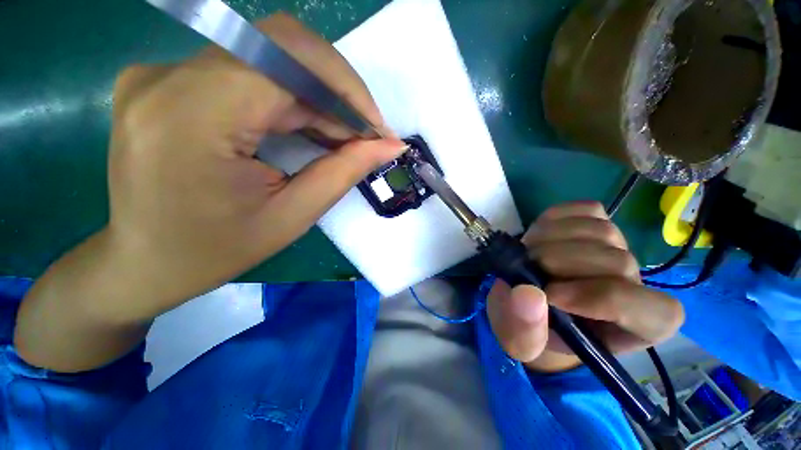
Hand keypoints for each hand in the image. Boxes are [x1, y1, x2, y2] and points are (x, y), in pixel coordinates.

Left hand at [15, 13, 404, 371]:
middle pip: (281, 52)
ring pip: (271, 60)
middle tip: (368, 133)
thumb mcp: (290, 216)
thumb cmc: (211, 254)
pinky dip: (297, 103)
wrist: (139, 263)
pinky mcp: (177, 80)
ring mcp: (169, 72)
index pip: (286, 64)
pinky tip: (309, 133)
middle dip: (338, 92)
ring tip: (343, 139)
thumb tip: (386, 145)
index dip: (345, 90)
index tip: (379, 125)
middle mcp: (174, 76)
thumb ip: (341, 169)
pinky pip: (257, 75)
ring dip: (321, 101)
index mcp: (192, 115)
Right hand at [487, 202, 684, 372]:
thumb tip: (529, 295)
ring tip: (528, 253)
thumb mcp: (520, 341)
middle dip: (559, 262)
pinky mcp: (597, 222)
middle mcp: (635, 283)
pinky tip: (540, 234)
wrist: (525, 300)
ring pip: (601, 231)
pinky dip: (556, 218)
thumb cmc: (531, 328)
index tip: (550, 296)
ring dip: (551, 239)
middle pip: (617, 262)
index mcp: (633, 328)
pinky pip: (586, 210)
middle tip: (525, 269)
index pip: (651, 310)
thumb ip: (525, 330)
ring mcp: (618, 247)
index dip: (600, 299)